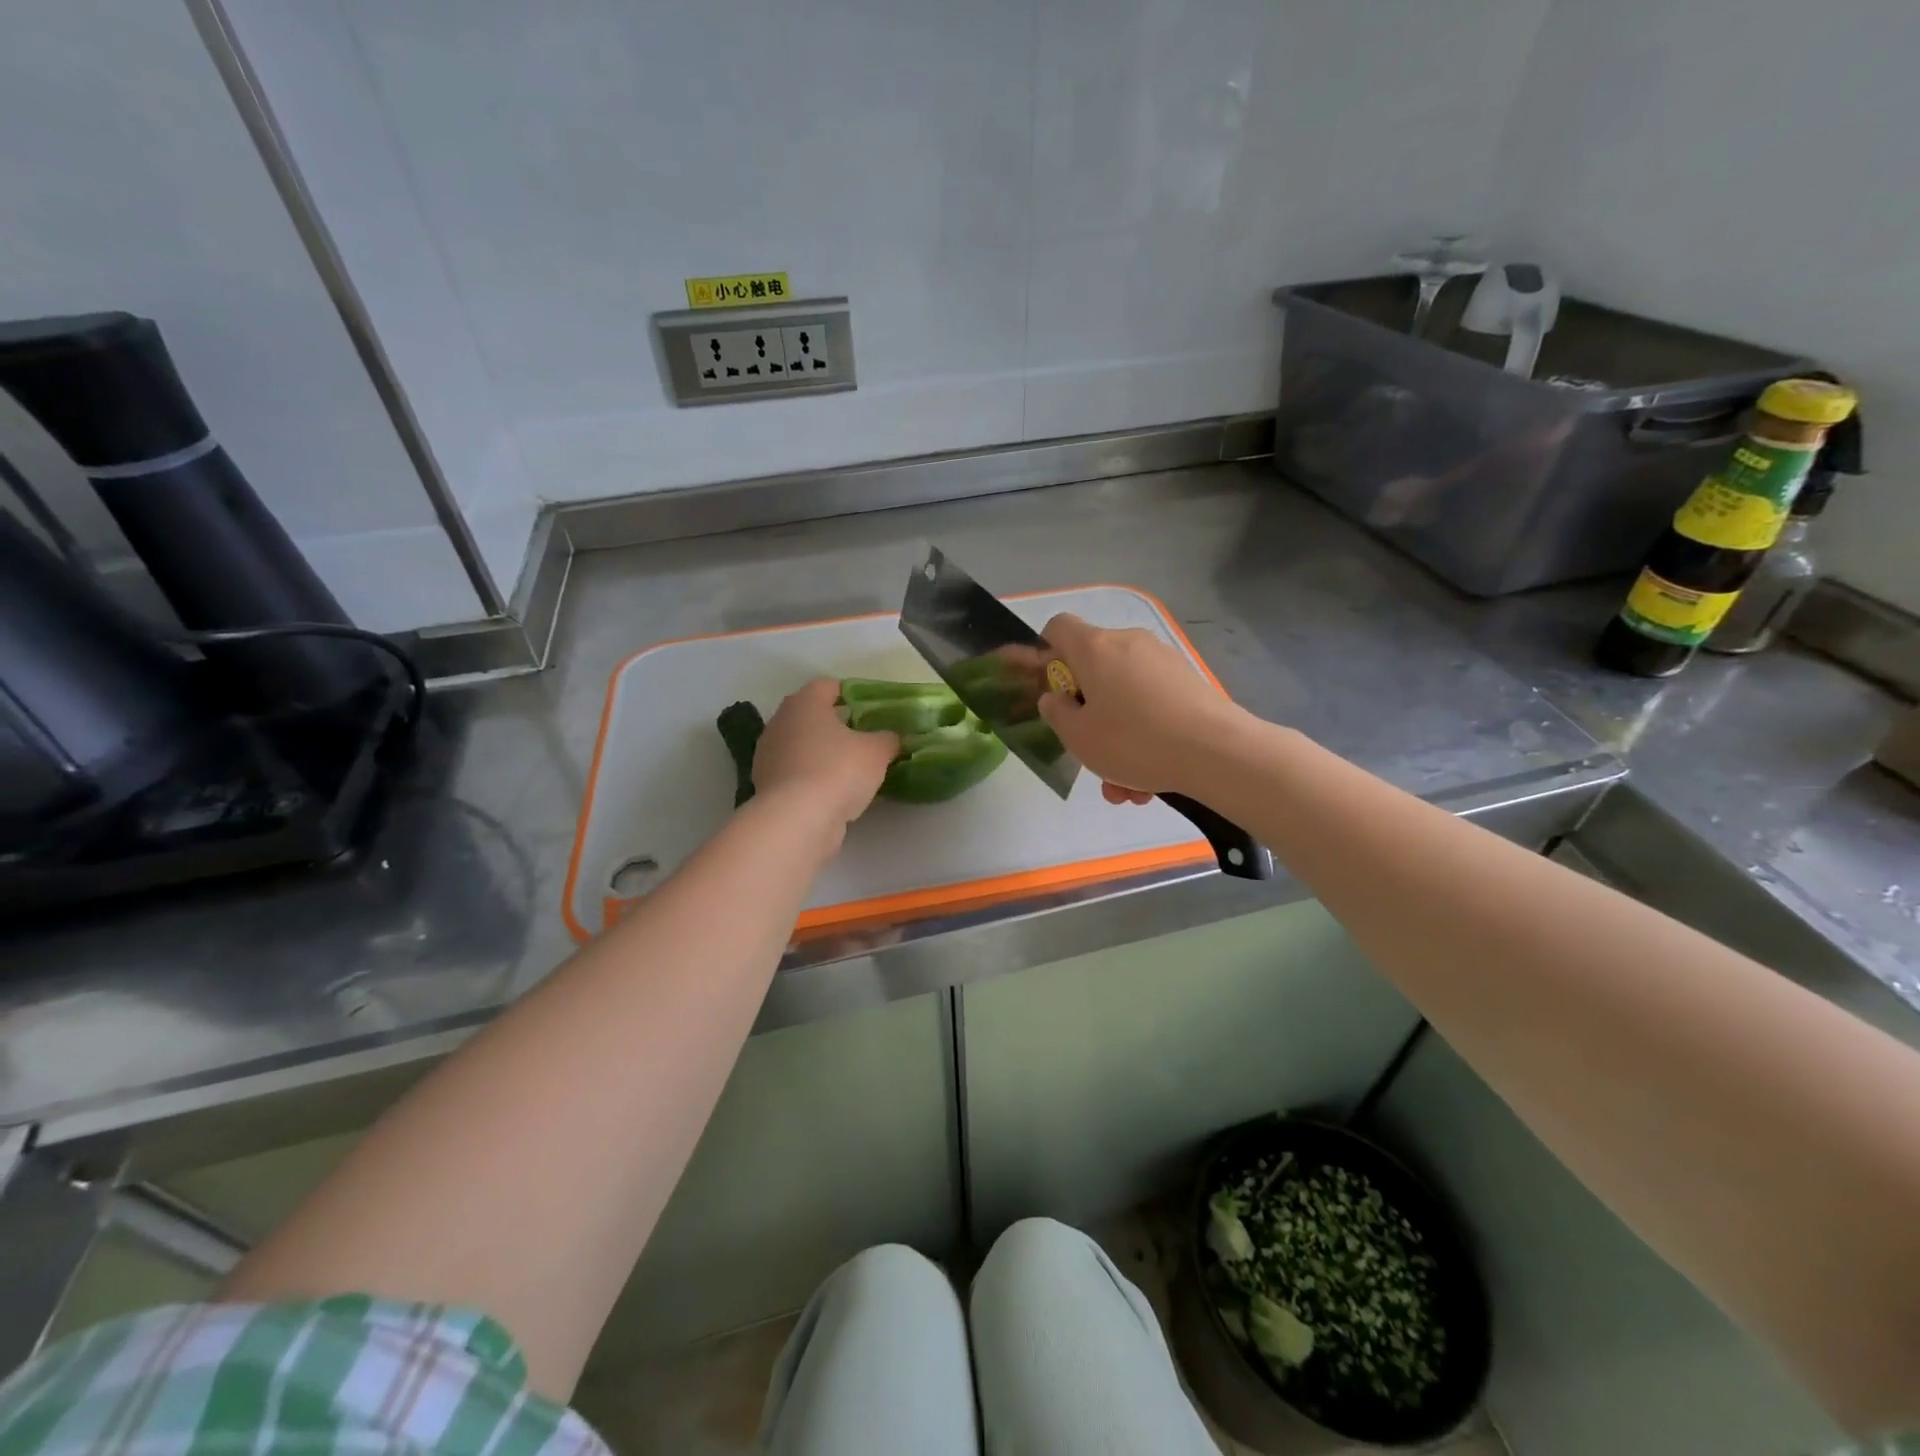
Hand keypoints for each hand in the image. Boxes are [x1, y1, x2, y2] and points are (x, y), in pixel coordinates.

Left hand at [752, 679, 898, 834]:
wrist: (797, 820)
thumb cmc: (838, 770)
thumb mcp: (877, 752)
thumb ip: (888, 739)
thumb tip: (893, 738)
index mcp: (805, 702)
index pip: (828, 686)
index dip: (851, 694)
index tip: (871, 709)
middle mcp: (780, 722)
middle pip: (812, 716)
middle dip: (837, 725)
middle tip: (864, 738)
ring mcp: (768, 755)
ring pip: (803, 746)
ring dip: (823, 754)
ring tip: (852, 770)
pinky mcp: (766, 785)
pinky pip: (797, 773)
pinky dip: (813, 778)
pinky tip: (835, 793)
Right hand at [1036, 614, 1247, 800]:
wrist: (1218, 752)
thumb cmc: (1134, 741)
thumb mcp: (1079, 737)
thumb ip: (1057, 714)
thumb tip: (1055, 698)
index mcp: (1095, 648)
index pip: (1058, 627)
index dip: (1045, 654)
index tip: (1051, 690)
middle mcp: (1129, 643)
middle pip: (1094, 670)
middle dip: (1088, 715)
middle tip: (1090, 754)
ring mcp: (1163, 661)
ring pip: (1125, 697)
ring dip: (1118, 739)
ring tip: (1125, 788)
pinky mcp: (1189, 682)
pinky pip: (1153, 707)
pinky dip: (1146, 737)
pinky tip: (1151, 783)